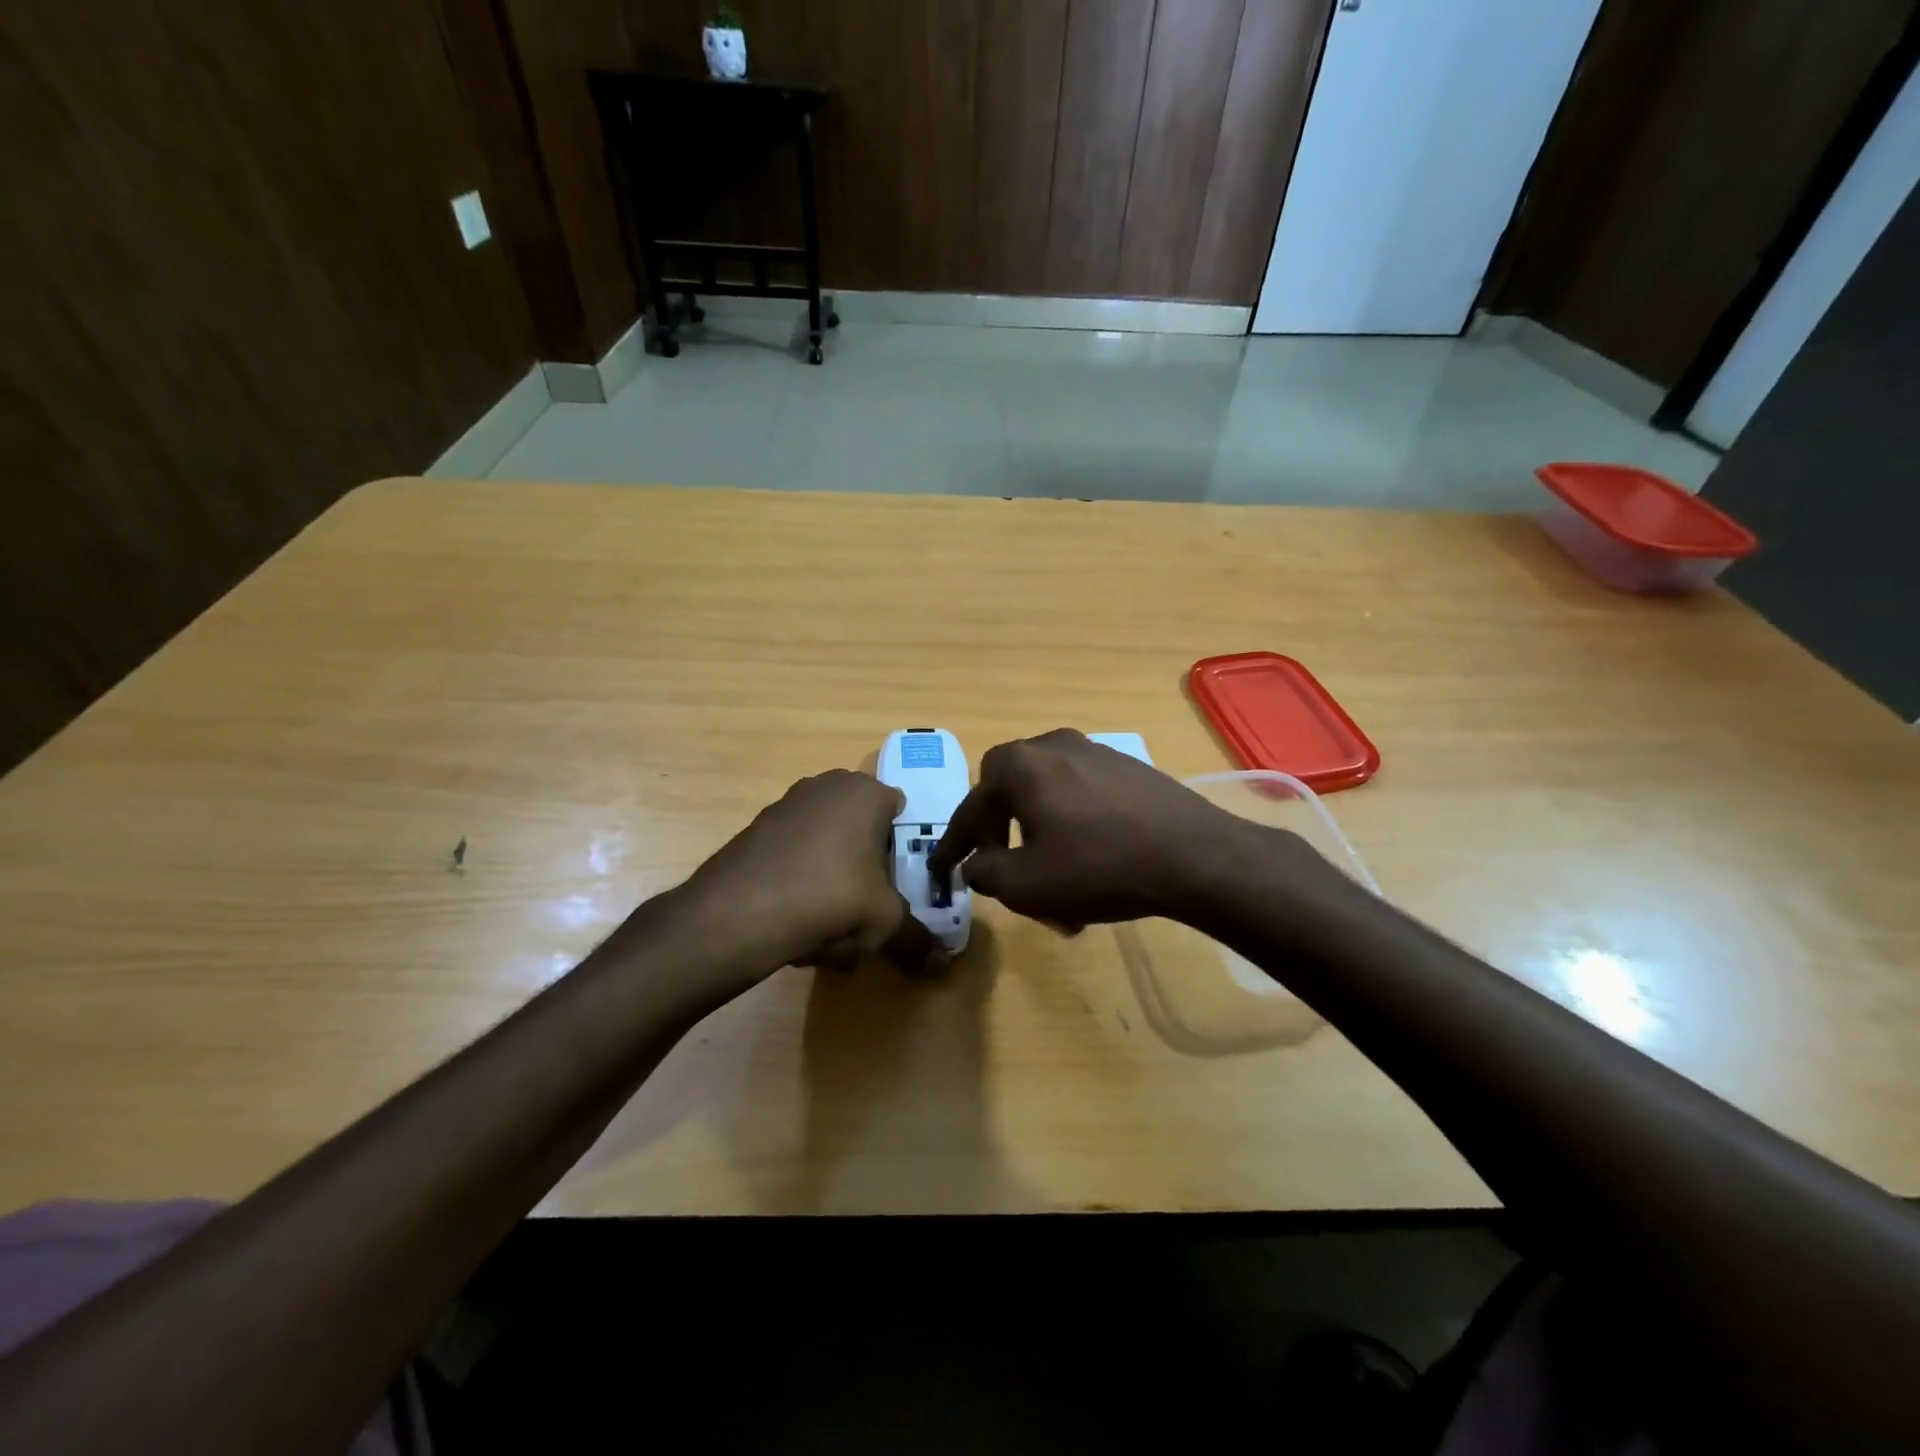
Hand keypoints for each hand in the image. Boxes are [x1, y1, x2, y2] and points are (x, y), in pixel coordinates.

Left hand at [686, 769, 944, 975]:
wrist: (737, 913)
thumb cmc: (830, 899)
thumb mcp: (885, 922)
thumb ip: (917, 937)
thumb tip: (941, 965)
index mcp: (865, 792)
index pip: (900, 812)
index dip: (904, 849)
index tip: (900, 884)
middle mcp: (826, 786)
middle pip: (861, 829)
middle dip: (867, 866)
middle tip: (868, 907)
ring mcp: (786, 804)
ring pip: (827, 845)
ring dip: (834, 879)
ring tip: (830, 927)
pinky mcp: (755, 829)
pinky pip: (794, 856)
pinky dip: (800, 882)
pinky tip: (795, 922)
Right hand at [927, 729, 1259, 930]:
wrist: (1194, 856)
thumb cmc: (1098, 867)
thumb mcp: (1026, 885)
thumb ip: (984, 873)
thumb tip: (976, 865)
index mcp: (1020, 767)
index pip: (970, 808)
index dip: (953, 845)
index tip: (942, 871)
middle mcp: (1052, 746)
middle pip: (1007, 789)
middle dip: (997, 828)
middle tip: (1000, 863)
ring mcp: (1094, 751)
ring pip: (1047, 793)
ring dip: (1038, 831)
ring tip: (1050, 875)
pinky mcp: (1128, 767)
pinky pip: (1081, 794)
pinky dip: (1071, 824)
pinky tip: (1088, 859)